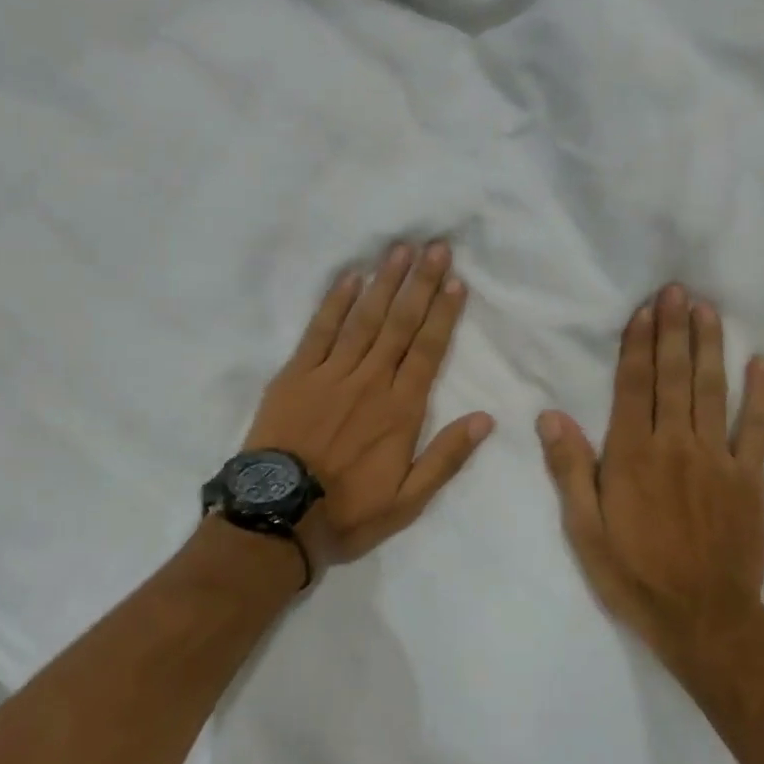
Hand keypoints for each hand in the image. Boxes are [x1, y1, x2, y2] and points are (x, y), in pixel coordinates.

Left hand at [245, 240, 493, 570]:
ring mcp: (330, 374)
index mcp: (400, 410)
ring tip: (401, 250)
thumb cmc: (348, 511)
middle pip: (399, 324)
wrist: (278, 516)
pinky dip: (335, 303)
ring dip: (384, 283)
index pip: (428, 351)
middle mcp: (369, 381)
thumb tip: (485, 419)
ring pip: (363, 319)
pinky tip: (350, 277)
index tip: (456, 282)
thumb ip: (446, 457)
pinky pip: (319, 331)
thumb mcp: (408, 501)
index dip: (443, 315)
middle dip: (421, 284)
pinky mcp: (296, 375)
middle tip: (436, 247)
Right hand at [537, 283, 763, 696]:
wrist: (705, 620)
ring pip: (713, 391)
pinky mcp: (751, 478)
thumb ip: (570, 469)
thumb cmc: (634, 575)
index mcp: (632, 455)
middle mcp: (676, 445)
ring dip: (710, 347)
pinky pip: (758, 428)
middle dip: (674, 330)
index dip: (639, 344)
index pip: (634, 386)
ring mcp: (719, 459)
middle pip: (674, 377)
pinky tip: (762, 362)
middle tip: (678, 290)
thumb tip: (550, 416)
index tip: (646, 309)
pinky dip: (762, 394)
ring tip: (708, 310)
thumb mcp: (585, 531)